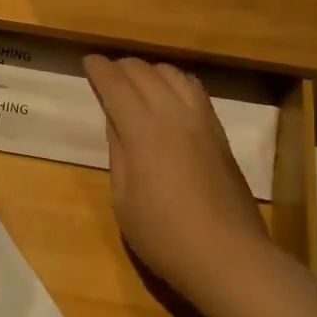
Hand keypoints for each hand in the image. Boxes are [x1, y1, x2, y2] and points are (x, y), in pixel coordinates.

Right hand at [83, 54, 272, 310]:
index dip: (100, 69)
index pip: (117, 85)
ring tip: (136, 81)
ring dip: (151, 70)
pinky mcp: (220, 134)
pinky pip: (195, 91)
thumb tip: (115, 120)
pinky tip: (169, 96)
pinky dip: (175, 82)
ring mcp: (203, 122)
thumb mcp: (124, 199)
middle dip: (122, 66)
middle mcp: (175, 115)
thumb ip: (119, 152)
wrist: (228, 255)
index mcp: (144, 131)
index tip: (88, 60)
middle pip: (146, 72)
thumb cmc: (164, 235)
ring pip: (175, 75)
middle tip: (106, 72)